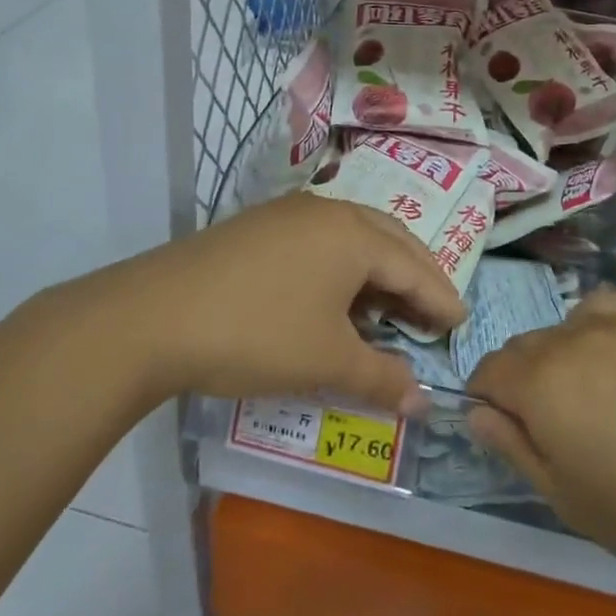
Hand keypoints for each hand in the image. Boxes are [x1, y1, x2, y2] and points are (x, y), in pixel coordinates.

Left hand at [91, 193, 464, 414]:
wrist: (152, 317)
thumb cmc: (256, 334)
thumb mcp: (326, 360)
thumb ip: (381, 377)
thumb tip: (422, 402)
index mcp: (353, 234)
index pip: (415, 266)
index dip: (441, 300)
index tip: (462, 325)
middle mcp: (325, 212)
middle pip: (389, 240)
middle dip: (417, 277)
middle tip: (435, 313)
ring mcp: (286, 216)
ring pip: (352, 238)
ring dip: (378, 272)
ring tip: (389, 310)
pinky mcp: (257, 229)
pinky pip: (319, 243)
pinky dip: (342, 270)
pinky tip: (335, 300)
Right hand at [466, 291, 615, 597]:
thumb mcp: (567, 500)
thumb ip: (513, 448)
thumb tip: (476, 412)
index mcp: (538, 384)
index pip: (487, 371)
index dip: (491, 401)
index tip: (516, 429)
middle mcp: (568, 338)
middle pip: (524, 347)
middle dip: (527, 379)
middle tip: (566, 423)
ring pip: (565, 326)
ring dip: (566, 354)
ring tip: (604, 392)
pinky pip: (609, 307)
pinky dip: (604, 328)